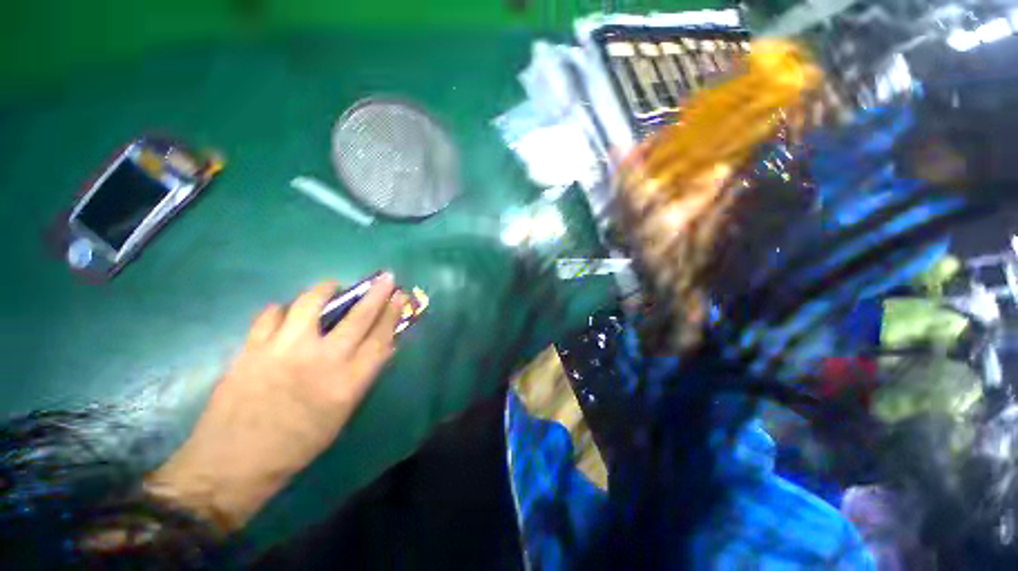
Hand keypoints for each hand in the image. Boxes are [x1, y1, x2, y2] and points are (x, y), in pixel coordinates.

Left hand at [146, 275, 406, 531]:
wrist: (232, 465)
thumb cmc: (296, 446)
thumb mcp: (341, 415)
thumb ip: (362, 377)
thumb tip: (382, 348)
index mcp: (348, 383)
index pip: (381, 339)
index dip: (393, 314)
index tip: (399, 296)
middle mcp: (322, 361)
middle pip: (358, 317)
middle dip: (376, 294)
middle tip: (385, 277)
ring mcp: (285, 351)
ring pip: (311, 305)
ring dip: (326, 290)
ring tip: (331, 286)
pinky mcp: (252, 349)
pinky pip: (270, 316)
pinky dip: (280, 310)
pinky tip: (284, 312)